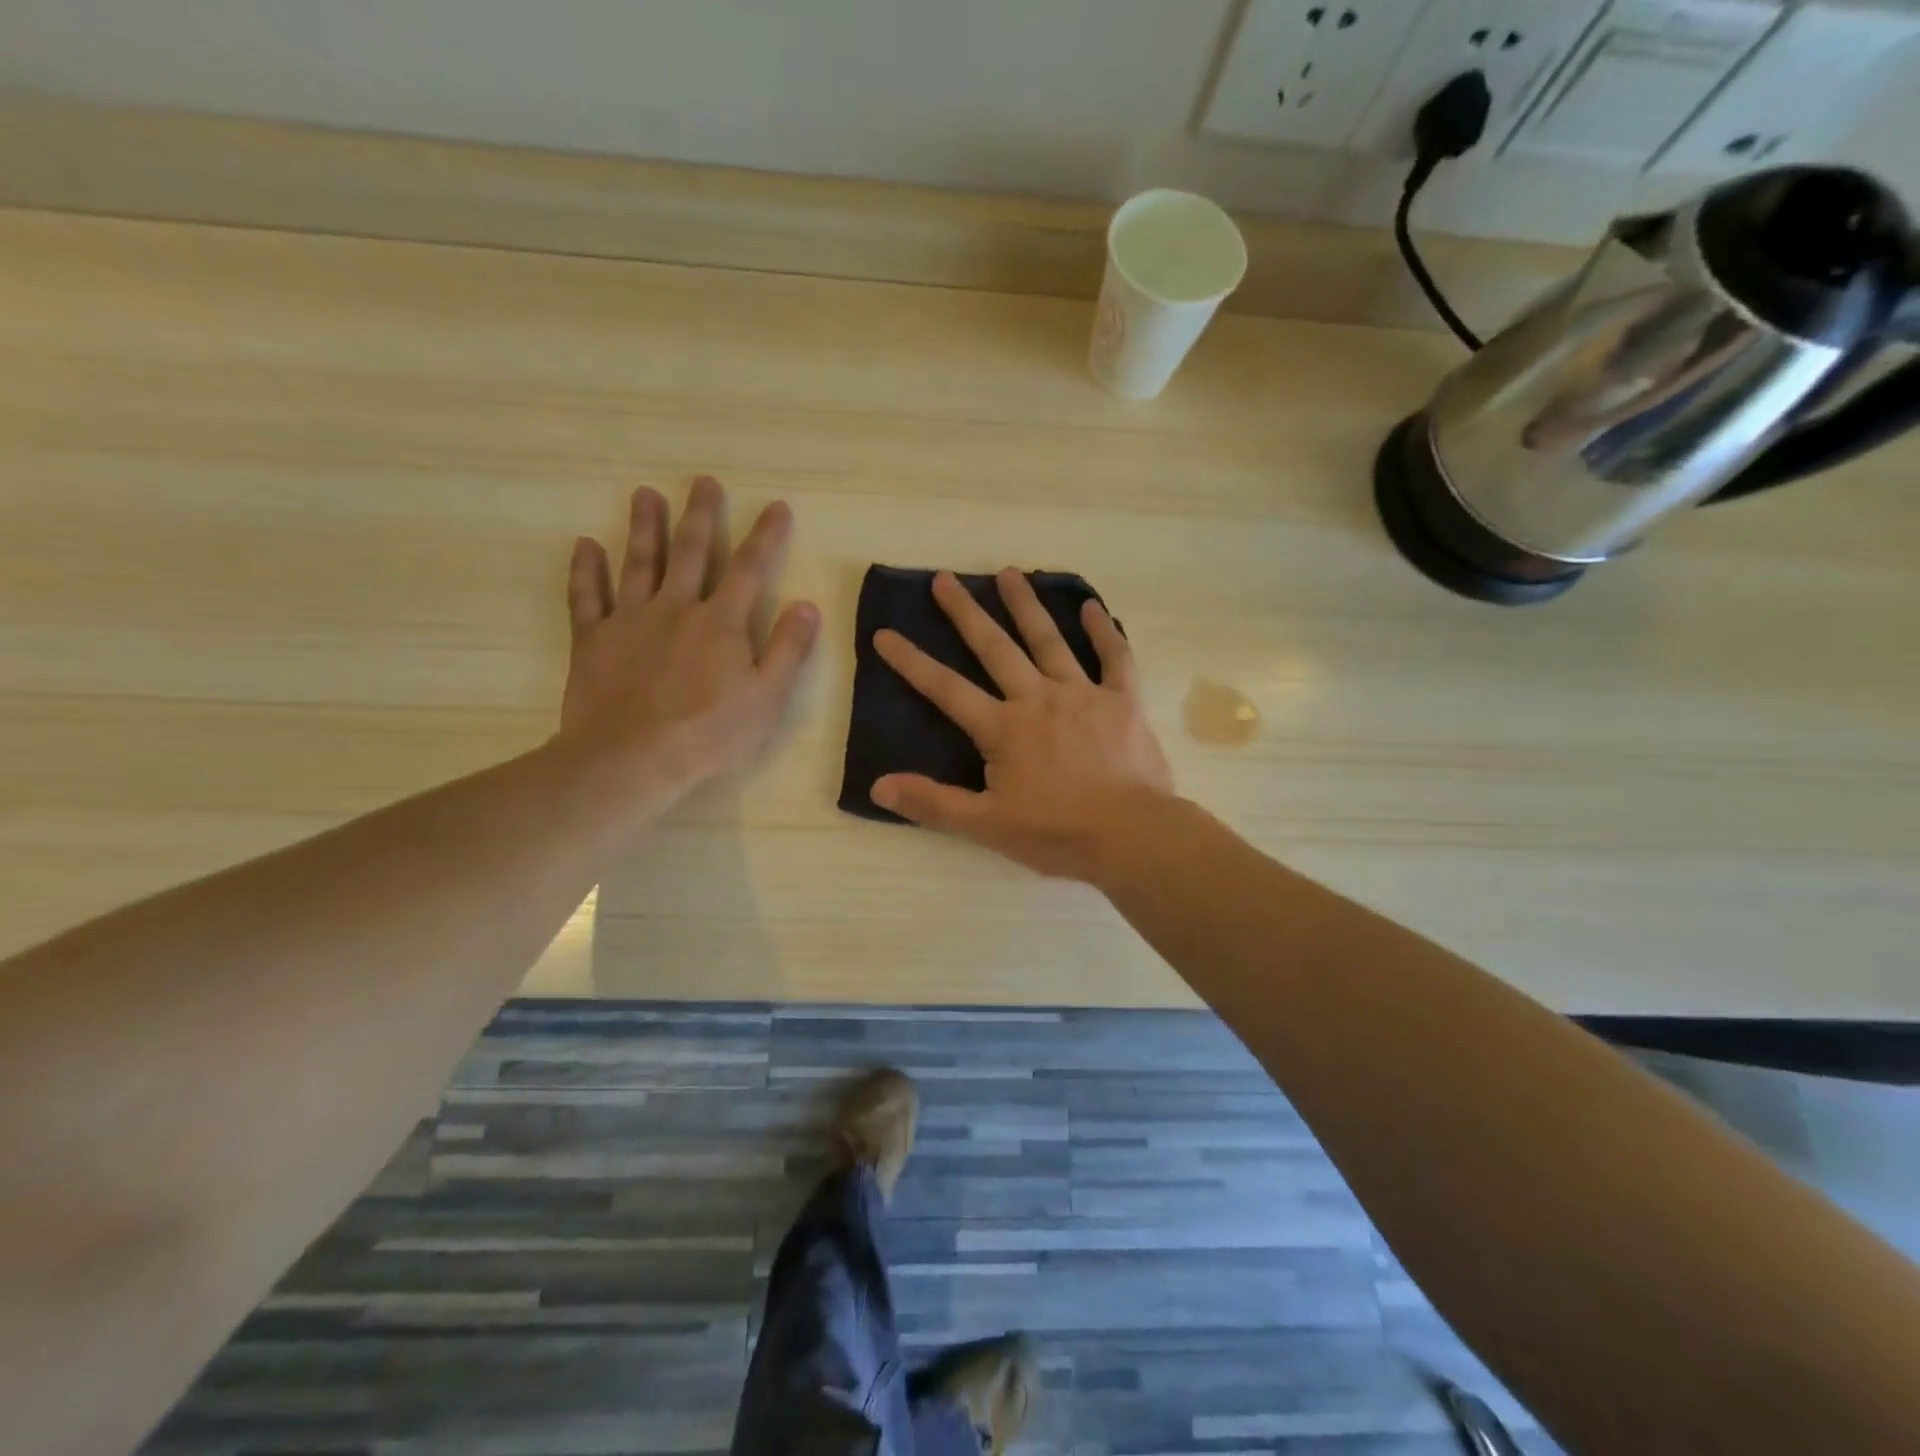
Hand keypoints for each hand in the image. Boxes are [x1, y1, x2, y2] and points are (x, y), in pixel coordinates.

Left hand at [558, 476, 817, 801]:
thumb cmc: (709, 732)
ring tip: (645, 495)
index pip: (748, 568)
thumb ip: (789, 649)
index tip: (776, 506)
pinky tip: (585, 545)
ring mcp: (630, 620)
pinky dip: (586, 570)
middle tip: (703, 482)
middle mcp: (676, 608)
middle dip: (700, 515)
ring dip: (643, 527)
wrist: (633, 758)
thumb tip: (807, 604)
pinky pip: (587, 597)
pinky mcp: (593, 639)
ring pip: (638, 563)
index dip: (765, 536)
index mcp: (722, 622)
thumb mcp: (767, 697)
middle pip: (690, 552)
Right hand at [871, 569, 1172, 880]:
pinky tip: (1092, 606)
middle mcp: (1038, 698)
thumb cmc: (1056, 833)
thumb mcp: (986, 825)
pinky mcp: (1122, 701)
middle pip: (995, 648)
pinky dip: (1103, 631)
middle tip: (944, 579)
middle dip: (966, 613)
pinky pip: (1114, 657)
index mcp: (1003, 728)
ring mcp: (1083, 694)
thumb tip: (878, 786)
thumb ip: (932, 803)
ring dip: (1026, 606)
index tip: (885, 634)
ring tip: (1008, 573)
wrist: (1131, 836)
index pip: (946, 689)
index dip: (912, 662)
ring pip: (1049, 641)